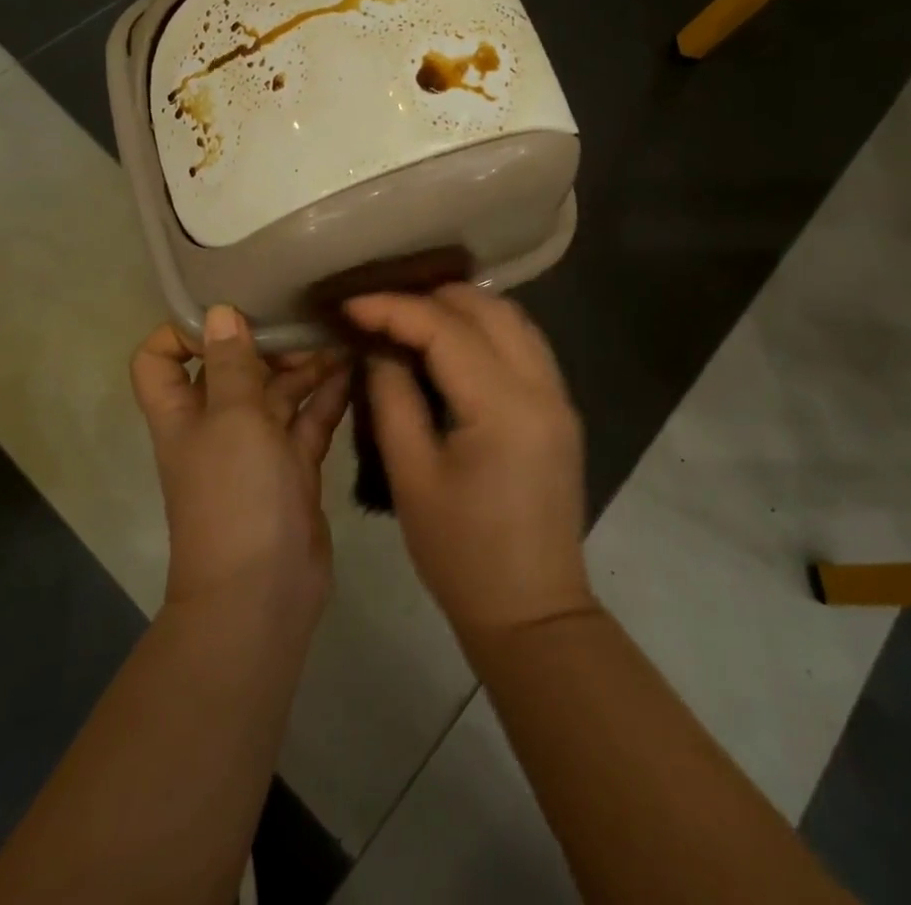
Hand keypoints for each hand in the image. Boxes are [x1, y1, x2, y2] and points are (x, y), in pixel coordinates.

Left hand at [131, 306, 350, 618]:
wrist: (263, 592)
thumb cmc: (235, 494)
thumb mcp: (231, 418)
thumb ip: (231, 363)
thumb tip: (219, 311)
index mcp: (183, 413)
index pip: (160, 360)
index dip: (180, 332)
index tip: (226, 312)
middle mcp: (216, 425)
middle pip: (231, 369)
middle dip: (264, 343)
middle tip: (304, 321)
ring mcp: (257, 448)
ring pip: (277, 394)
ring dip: (303, 367)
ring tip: (339, 338)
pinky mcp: (293, 468)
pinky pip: (309, 422)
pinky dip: (327, 397)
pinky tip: (353, 370)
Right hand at [344, 285, 593, 640]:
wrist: (532, 613)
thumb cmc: (462, 555)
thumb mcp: (411, 476)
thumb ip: (392, 398)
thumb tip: (379, 348)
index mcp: (504, 408)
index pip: (446, 330)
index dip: (393, 309)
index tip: (350, 305)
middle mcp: (542, 388)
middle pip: (487, 308)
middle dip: (429, 297)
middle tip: (380, 309)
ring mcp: (559, 396)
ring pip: (512, 318)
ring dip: (461, 308)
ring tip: (410, 317)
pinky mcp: (560, 409)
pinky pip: (524, 343)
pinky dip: (486, 328)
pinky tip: (451, 342)